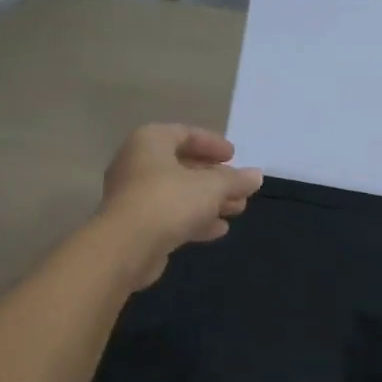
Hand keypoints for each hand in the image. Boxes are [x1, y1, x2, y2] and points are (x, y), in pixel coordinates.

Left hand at [98, 124, 263, 288]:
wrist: (126, 247)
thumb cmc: (168, 201)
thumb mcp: (210, 187)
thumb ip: (235, 180)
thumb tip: (256, 176)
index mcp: (150, 141)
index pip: (184, 134)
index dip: (212, 143)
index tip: (234, 156)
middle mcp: (137, 163)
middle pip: (182, 166)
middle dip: (215, 178)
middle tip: (240, 188)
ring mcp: (134, 196)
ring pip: (178, 194)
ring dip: (208, 201)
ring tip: (237, 210)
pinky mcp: (136, 225)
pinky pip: (169, 215)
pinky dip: (194, 219)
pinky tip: (218, 230)